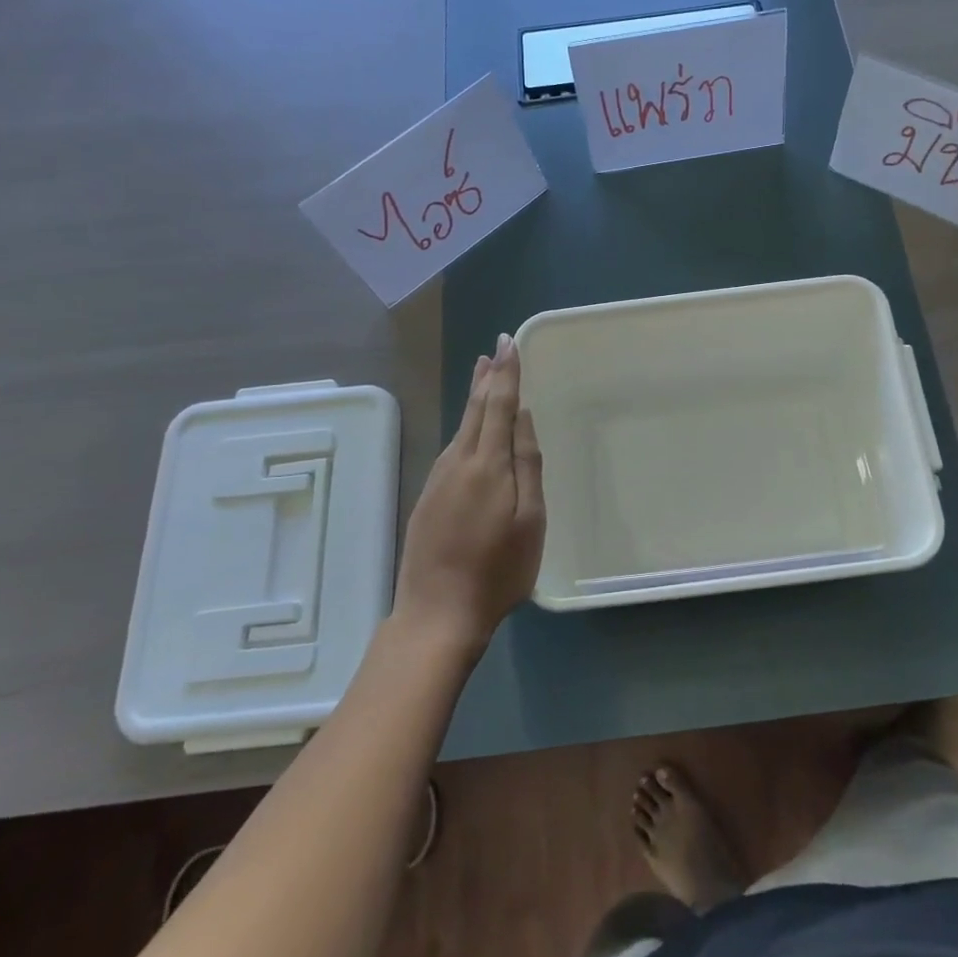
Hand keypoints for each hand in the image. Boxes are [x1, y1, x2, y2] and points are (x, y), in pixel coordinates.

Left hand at [392, 334, 545, 652]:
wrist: (436, 613)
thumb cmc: (497, 570)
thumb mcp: (529, 519)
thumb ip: (526, 464)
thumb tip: (522, 415)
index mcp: (487, 463)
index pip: (497, 404)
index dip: (506, 373)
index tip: (508, 342)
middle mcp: (457, 462)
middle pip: (474, 410)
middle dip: (486, 378)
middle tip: (494, 350)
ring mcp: (438, 480)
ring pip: (460, 428)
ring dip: (474, 398)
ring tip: (484, 376)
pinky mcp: (428, 497)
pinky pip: (452, 449)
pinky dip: (465, 427)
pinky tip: (470, 429)